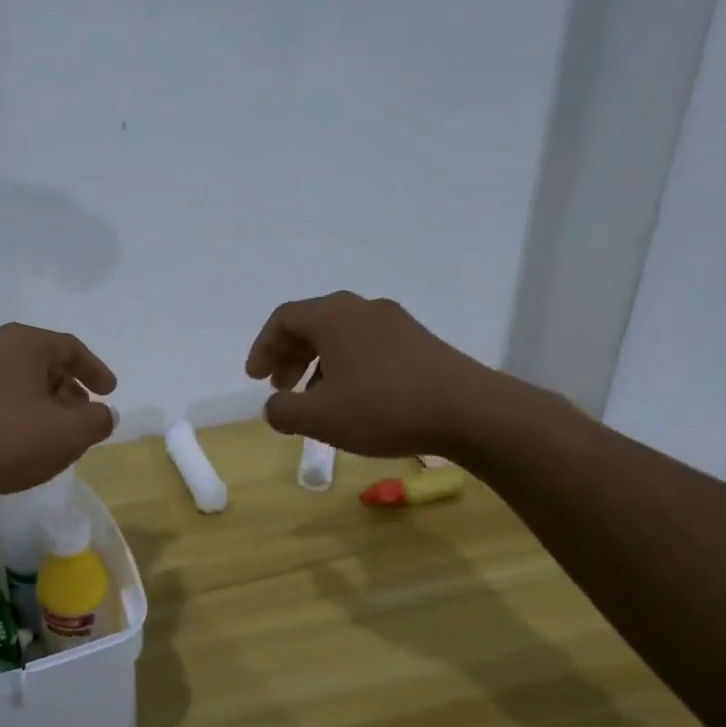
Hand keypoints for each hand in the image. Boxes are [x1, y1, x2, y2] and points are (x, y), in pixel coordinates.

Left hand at [0, 324, 118, 500]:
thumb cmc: (5, 438)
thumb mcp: (67, 434)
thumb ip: (96, 421)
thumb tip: (104, 414)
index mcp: (21, 343)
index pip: (69, 348)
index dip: (95, 370)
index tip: (109, 393)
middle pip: (41, 362)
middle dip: (67, 388)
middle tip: (82, 414)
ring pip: (15, 381)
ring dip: (40, 402)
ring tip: (52, 432)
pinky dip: (14, 412)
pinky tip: (17, 441)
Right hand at [245, 292, 502, 456]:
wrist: (469, 411)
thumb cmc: (383, 407)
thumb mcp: (320, 418)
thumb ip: (283, 411)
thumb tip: (274, 406)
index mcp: (332, 316)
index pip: (283, 319)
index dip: (263, 348)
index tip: (257, 380)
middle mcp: (361, 308)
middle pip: (311, 323)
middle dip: (289, 356)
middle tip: (281, 388)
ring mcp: (394, 321)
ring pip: (340, 335)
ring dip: (317, 363)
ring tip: (315, 400)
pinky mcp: (417, 340)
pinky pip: (366, 344)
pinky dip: (346, 365)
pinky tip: (353, 399)